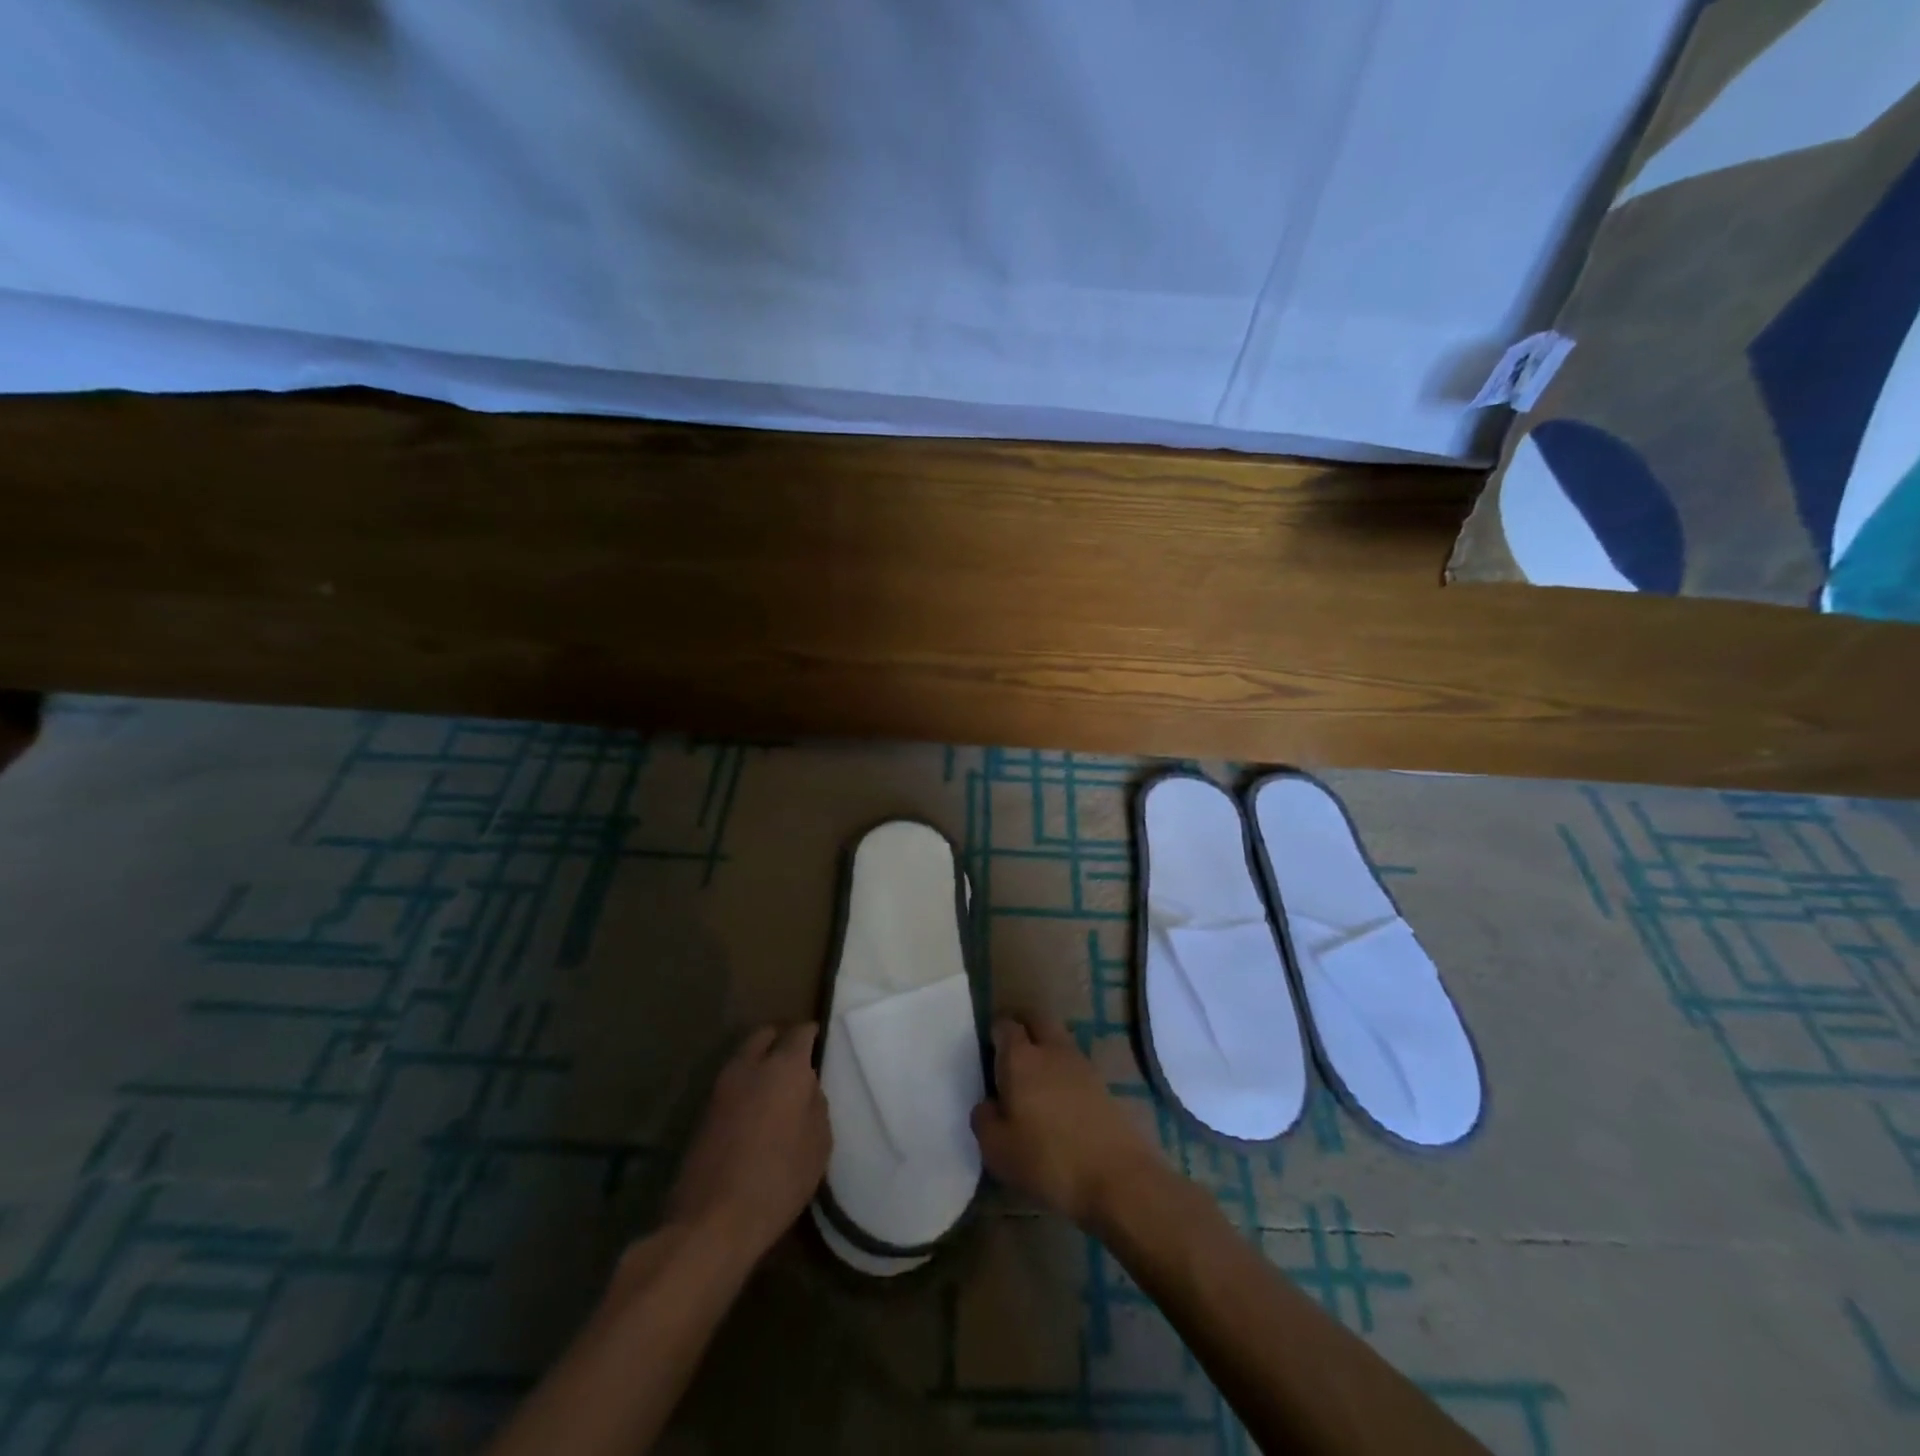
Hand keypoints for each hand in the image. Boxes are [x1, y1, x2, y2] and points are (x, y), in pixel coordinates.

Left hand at [663, 1024, 830, 1261]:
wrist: (712, 1221)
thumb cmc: (778, 1179)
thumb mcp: (818, 1143)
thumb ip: (816, 1104)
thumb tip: (806, 1087)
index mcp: (784, 1067)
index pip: (800, 1032)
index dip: (812, 1034)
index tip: (821, 1042)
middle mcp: (749, 1066)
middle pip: (765, 1035)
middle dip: (781, 1040)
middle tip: (797, 1060)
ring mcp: (721, 1088)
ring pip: (744, 1057)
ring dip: (759, 1063)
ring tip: (776, 1088)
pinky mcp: (703, 1113)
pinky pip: (731, 1084)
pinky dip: (745, 1087)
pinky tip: (755, 1111)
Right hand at [971, 1015, 1161, 1227]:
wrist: (1117, 1177)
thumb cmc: (1047, 1160)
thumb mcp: (997, 1150)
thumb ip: (984, 1120)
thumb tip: (988, 1104)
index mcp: (1020, 1058)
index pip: (1005, 1025)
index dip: (995, 1032)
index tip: (988, 1049)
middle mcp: (1051, 1050)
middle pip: (1037, 1020)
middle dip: (1023, 1026)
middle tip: (1010, 1052)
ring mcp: (1082, 1064)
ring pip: (1059, 1040)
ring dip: (1046, 1049)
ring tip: (1034, 1080)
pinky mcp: (1104, 1085)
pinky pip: (1075, 1066)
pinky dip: (1064, 1073)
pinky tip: (1059, 1101)